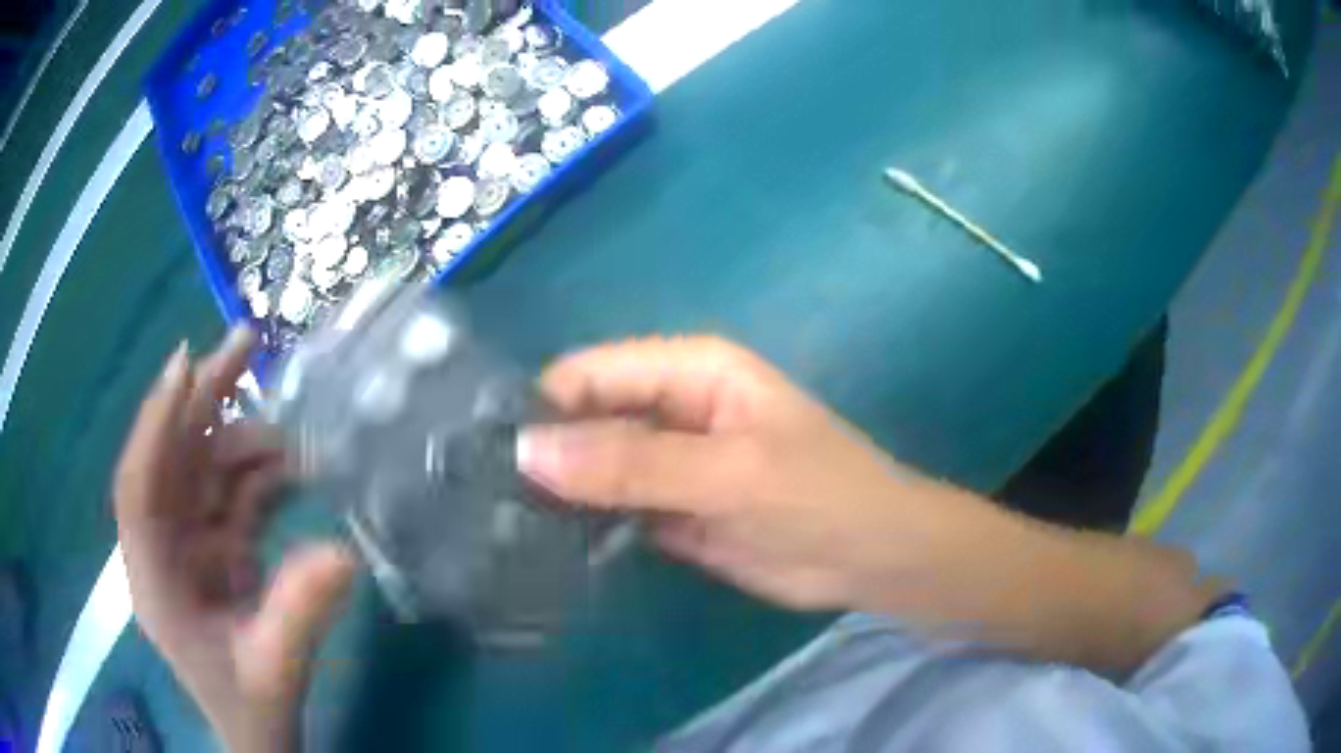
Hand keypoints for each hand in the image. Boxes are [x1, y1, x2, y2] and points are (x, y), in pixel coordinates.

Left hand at [114, 327, 355, 752]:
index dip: (156, 425)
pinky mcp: (218, 547)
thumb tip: (344, 551)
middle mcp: (164, 547)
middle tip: (245, 342)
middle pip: (171, 459)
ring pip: (205, 468)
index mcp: (154, 578)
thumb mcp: (276, 670)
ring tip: (296, 437)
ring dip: (245, 441)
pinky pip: (234, 494)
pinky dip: (263, 474)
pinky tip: (295, 467)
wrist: (260, 731)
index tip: (187, 365)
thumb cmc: (251, 707)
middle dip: (202, 400)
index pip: (138, 487)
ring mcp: (191, 544)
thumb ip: (300, 613)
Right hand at [517, 336, 1220, 676]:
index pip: (591, 373)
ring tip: (489, 521)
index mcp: (688, 370)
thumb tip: (530, 453)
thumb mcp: (729, 476)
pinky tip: (537, 546)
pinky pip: (610, 508)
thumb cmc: (819, 495)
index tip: (484, 450)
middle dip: (540, 451)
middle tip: (475, 494)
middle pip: (585, 418)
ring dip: (553, 491)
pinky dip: (579, 523)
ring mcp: (665, 461)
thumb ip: (632, 467)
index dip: (540, 405)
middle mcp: (668, 408)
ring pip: (591, 466)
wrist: (870, 557)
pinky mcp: (667, 508)